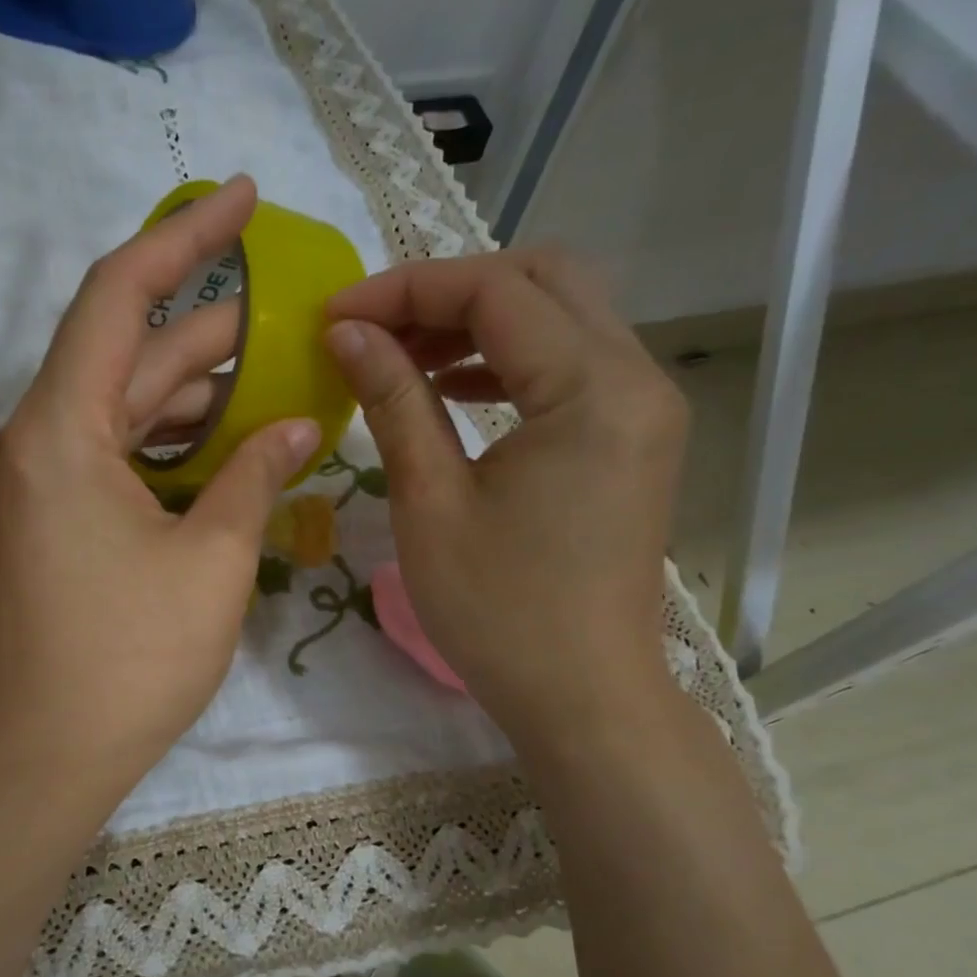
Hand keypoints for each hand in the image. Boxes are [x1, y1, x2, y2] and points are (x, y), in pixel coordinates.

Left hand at [0, 176, 320, 807]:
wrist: (55, 748)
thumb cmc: (134, 656)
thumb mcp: (213, 558)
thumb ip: (255, 476)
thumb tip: (299, 427)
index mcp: (61, 430)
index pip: (118, 295)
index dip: (182, 237)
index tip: (241, 198)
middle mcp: (38, 439)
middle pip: (126, 351)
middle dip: (207, 327)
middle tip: (286, 312)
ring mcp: (42, 481)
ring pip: (124, 405)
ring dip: (194, 388)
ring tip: (272, 375)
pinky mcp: (54, 517)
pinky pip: (116, 451)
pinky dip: (169, 439)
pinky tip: (226, 441)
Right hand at [323, 245, 687, 753]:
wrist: (583, 696)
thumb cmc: (499, 612)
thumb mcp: (430, 502)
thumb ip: (393, 400)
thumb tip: (346, 332)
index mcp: (592, 389)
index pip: (494, 291)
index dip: (404, 290)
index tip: (333, 314)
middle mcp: (635, 377)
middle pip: (541, 280)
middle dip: (446, 292)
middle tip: (372, 330)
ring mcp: (643, 406)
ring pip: (559, 317)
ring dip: (476, 324)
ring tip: (400, 358)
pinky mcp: (632, 436)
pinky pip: (569, 365)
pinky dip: (506, 361)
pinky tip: (450, 390)